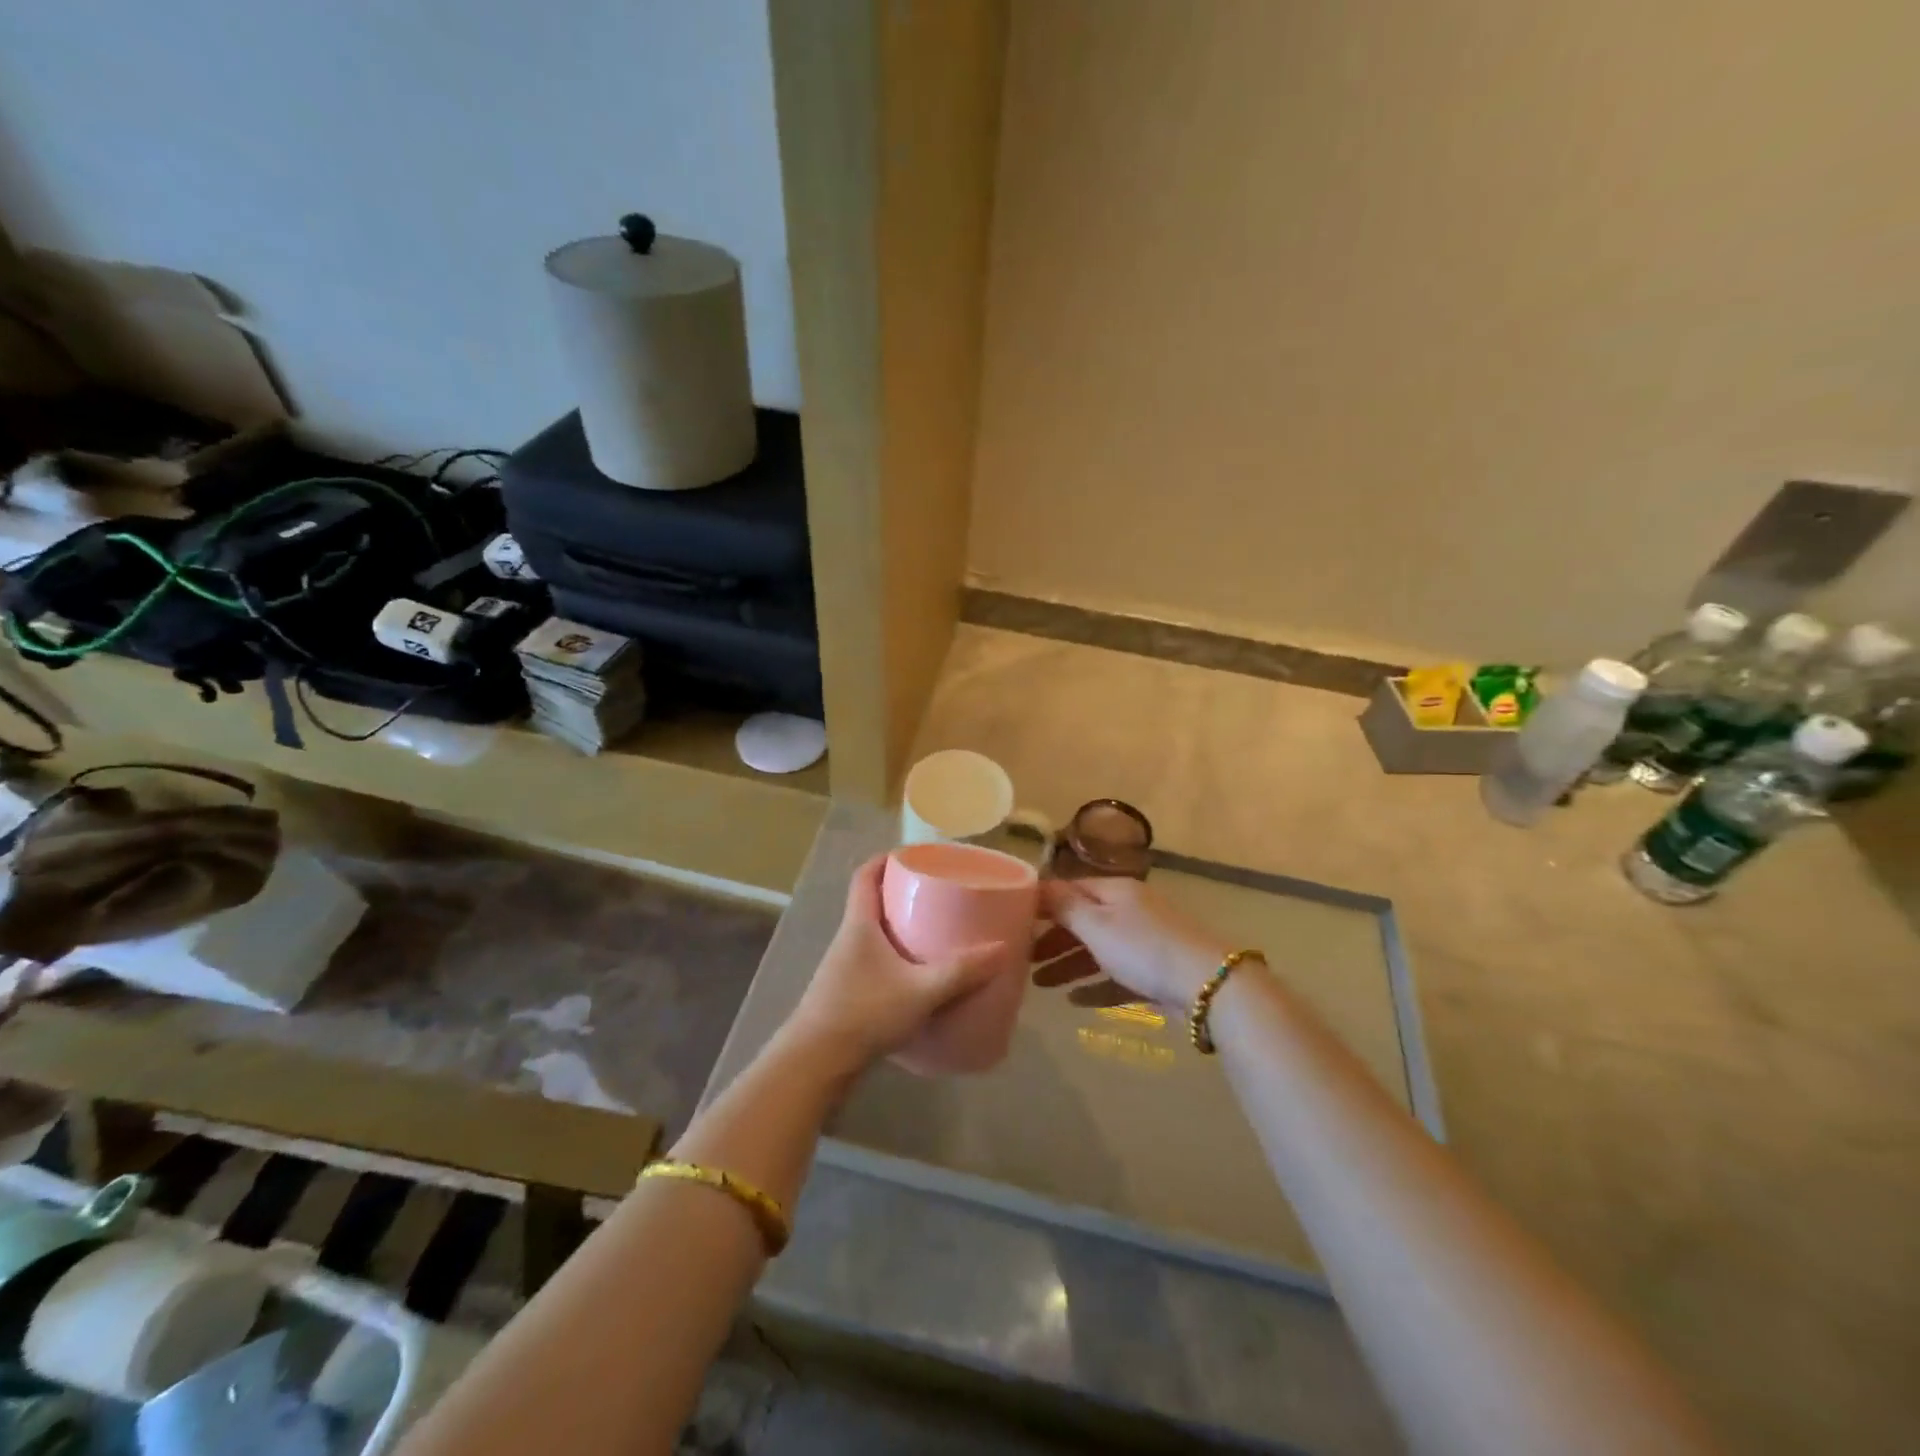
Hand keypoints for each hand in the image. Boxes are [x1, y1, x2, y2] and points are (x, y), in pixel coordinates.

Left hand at [782, 854, 1008, 1076]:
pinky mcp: (846, 993)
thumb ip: (961, 971)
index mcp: (859, 924)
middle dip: (901, 893)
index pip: (865, 875)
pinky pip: (874, 961)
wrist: (816, 1063)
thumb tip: (1002, 949)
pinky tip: (918, 976)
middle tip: (937, 894)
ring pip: (873, 934)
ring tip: (934, 932)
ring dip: (898, 927)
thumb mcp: (920, 991)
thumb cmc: (864, 1013)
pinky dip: (895, 958)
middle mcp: (848, 939)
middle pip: (871, 901)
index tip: (913, 856)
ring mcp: (844, 967)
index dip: (886, 859)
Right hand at [1039, 878, 1229, 1009]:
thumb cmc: (1143, 948)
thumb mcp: (1097, 924)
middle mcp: (1129, 910)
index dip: (1041, 903)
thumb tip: (1037, 884)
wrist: (1207, 985)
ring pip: (1097, 949)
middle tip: (1023, 958)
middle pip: (1082, 920)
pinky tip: (1074, 1001)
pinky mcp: (1155, 972)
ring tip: (1040, 985)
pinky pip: (1116, 975)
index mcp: (1115, 891)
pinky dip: (1095, 985)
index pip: (1070, 889)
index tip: (1013, 920)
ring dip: (1068, 965)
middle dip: (1052, 938)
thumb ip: (1064, 906)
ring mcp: (1144, 941)